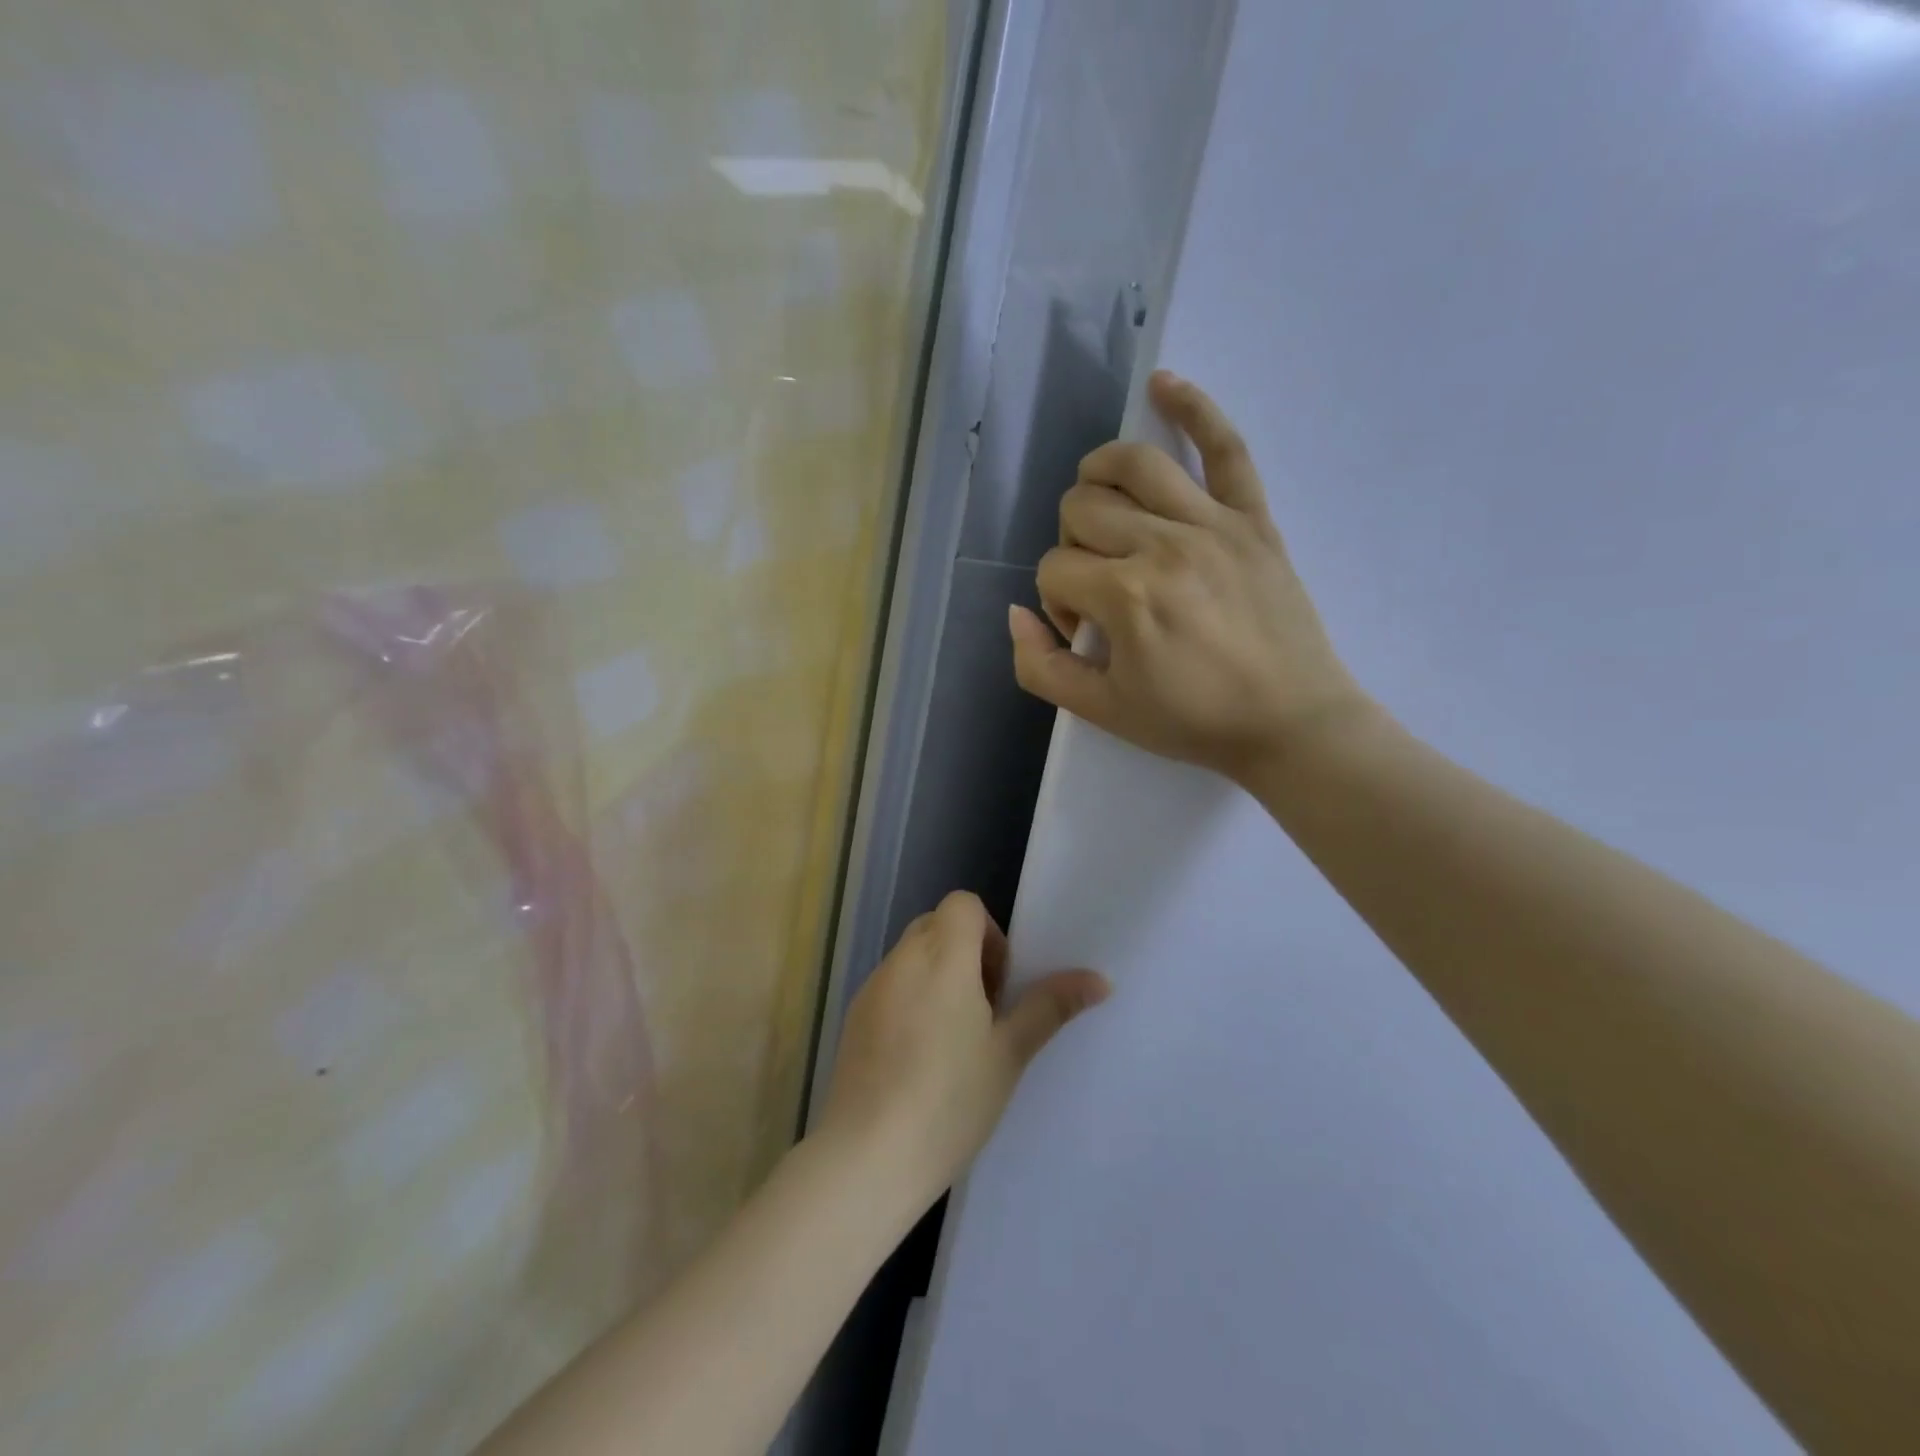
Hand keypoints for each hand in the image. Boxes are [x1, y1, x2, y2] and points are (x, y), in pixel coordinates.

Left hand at [816, 891, 1109, 1222]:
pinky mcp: (854, 1016)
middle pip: (937, 924)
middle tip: (985, 1010)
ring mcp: (872, 988)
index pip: (963, 903)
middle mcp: (901, 960)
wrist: (867, 1156)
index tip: (999, 985)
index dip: (988, 933)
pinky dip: (910, 999)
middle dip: (965, 952)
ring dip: (937, 976)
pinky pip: (890, 985)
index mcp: (942, 956)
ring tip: (954, 1039)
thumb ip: (1049, 1007)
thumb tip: (1099, 980)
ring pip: (911, 956)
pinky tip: (919, 1058)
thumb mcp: (1009, 1053)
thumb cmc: (950, 1100)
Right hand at [1009, 371, 1370, 784]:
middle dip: (1072, 546)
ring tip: (1099, 502)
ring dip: (1097, 475)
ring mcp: (1213, 523)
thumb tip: (1016, 613)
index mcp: (1125, 597)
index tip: (1087, 633)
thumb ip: (1040, 668)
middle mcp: (1163, 545)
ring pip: (1133, 464)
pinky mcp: (1253, 517)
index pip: (1054, 569)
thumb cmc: (1194, 721)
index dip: (1057, 602)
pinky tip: (1163, 385)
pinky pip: (1225, 447)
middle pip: (1081, 509)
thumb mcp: (1102, 712)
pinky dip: (1193, 408)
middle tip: (1099, 587)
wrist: (1291, 722)